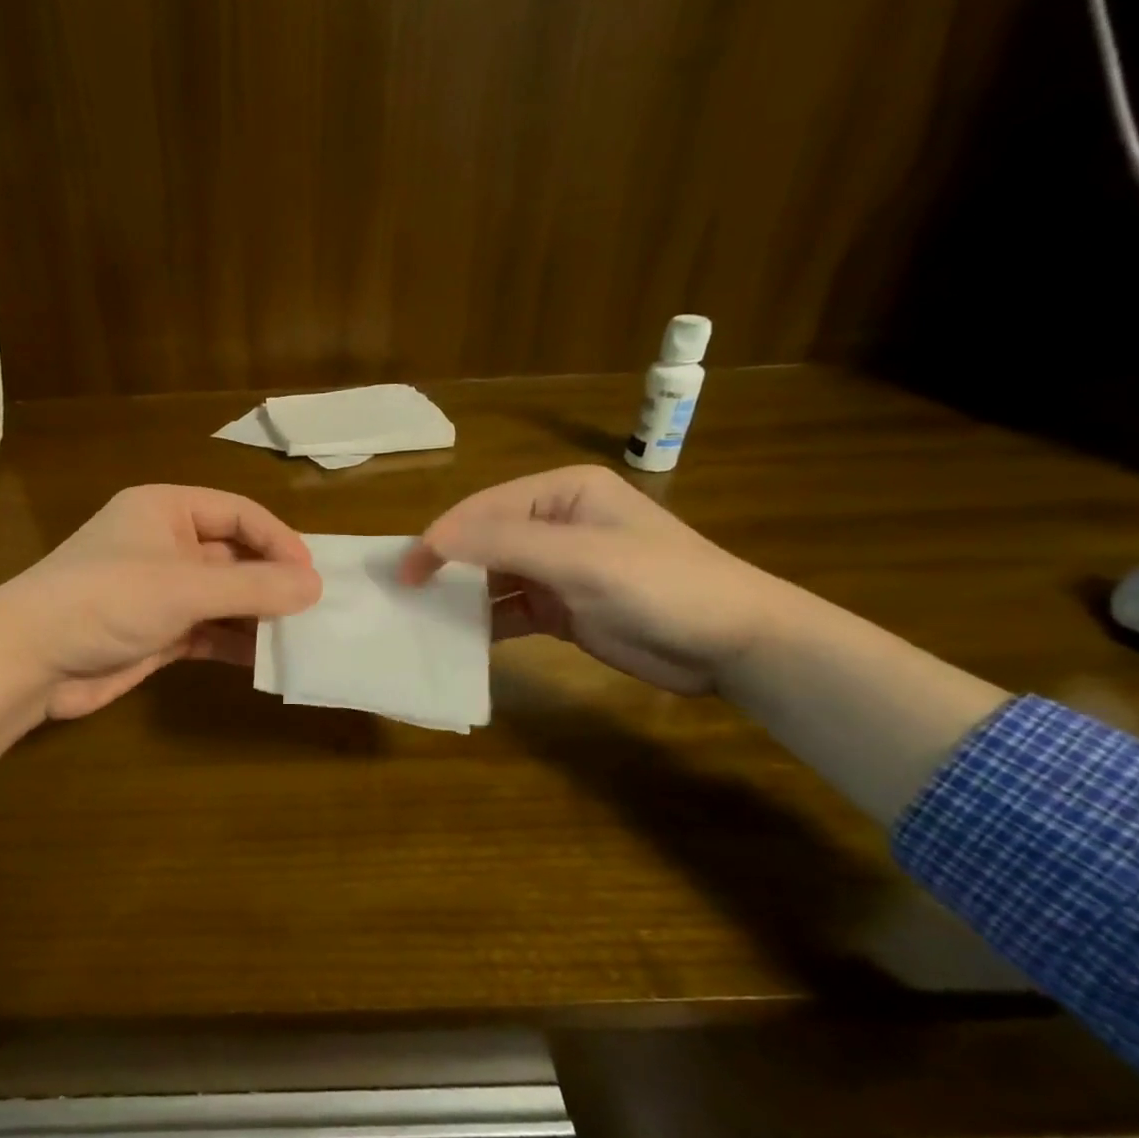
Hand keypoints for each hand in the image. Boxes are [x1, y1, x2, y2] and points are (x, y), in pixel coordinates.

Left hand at [0, 485, 320, 800]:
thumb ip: (253, 587)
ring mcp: (159, 590)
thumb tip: (315, 586)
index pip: (238, 513)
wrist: (31, 659)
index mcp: (166, 510)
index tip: (313, 575)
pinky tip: (266, 660)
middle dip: (271, 582)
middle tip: (316, 610)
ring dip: (257, 616)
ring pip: (223, 597)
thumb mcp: (186, 587)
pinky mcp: (156, 632)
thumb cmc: (108, 599)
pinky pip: (208, 631)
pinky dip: (234, 643)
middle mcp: (164, 544)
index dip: (279, 540)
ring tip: (300, 638)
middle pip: (233, 556)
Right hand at [400, 465, 785, 694]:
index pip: (485, 508)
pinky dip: (485, 623)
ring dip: (461, 596)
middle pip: (483, 540)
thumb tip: (431, 539)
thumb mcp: (581, 559)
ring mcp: (558, 568)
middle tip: (406, 594)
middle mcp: (555, 523)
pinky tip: (461, 639)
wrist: (733, 645)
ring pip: (492, 577)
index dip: (441, 537)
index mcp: (562, 492)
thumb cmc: (661, 585)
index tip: (405, 573)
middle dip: (446, 565)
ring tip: (423, 617)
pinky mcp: (561, 607)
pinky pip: (509, 610)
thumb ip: (504, 544)